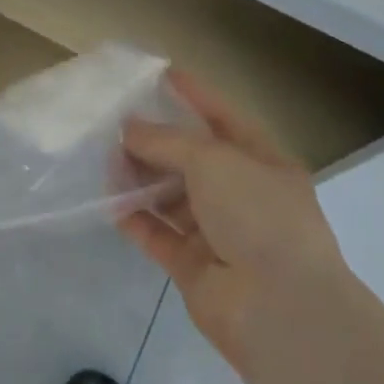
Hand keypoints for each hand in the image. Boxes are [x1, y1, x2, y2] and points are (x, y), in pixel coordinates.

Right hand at [119, 71, 349, 374]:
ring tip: (105, 159)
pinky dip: (135, 218)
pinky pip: (158, 234)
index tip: (161, 74)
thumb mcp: (213, 160)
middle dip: (157, 141)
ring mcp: (219, 234)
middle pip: (192, 160)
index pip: (224, 118)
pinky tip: (107, 201)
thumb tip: (128, 128)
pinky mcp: (193, 266)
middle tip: (116, 123)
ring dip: (141, 179)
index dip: (195, 95)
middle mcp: (243, 196)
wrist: (279, 309)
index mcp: (264, 163)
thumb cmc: (257, 215)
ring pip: (171, 196)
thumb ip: (166, 141)